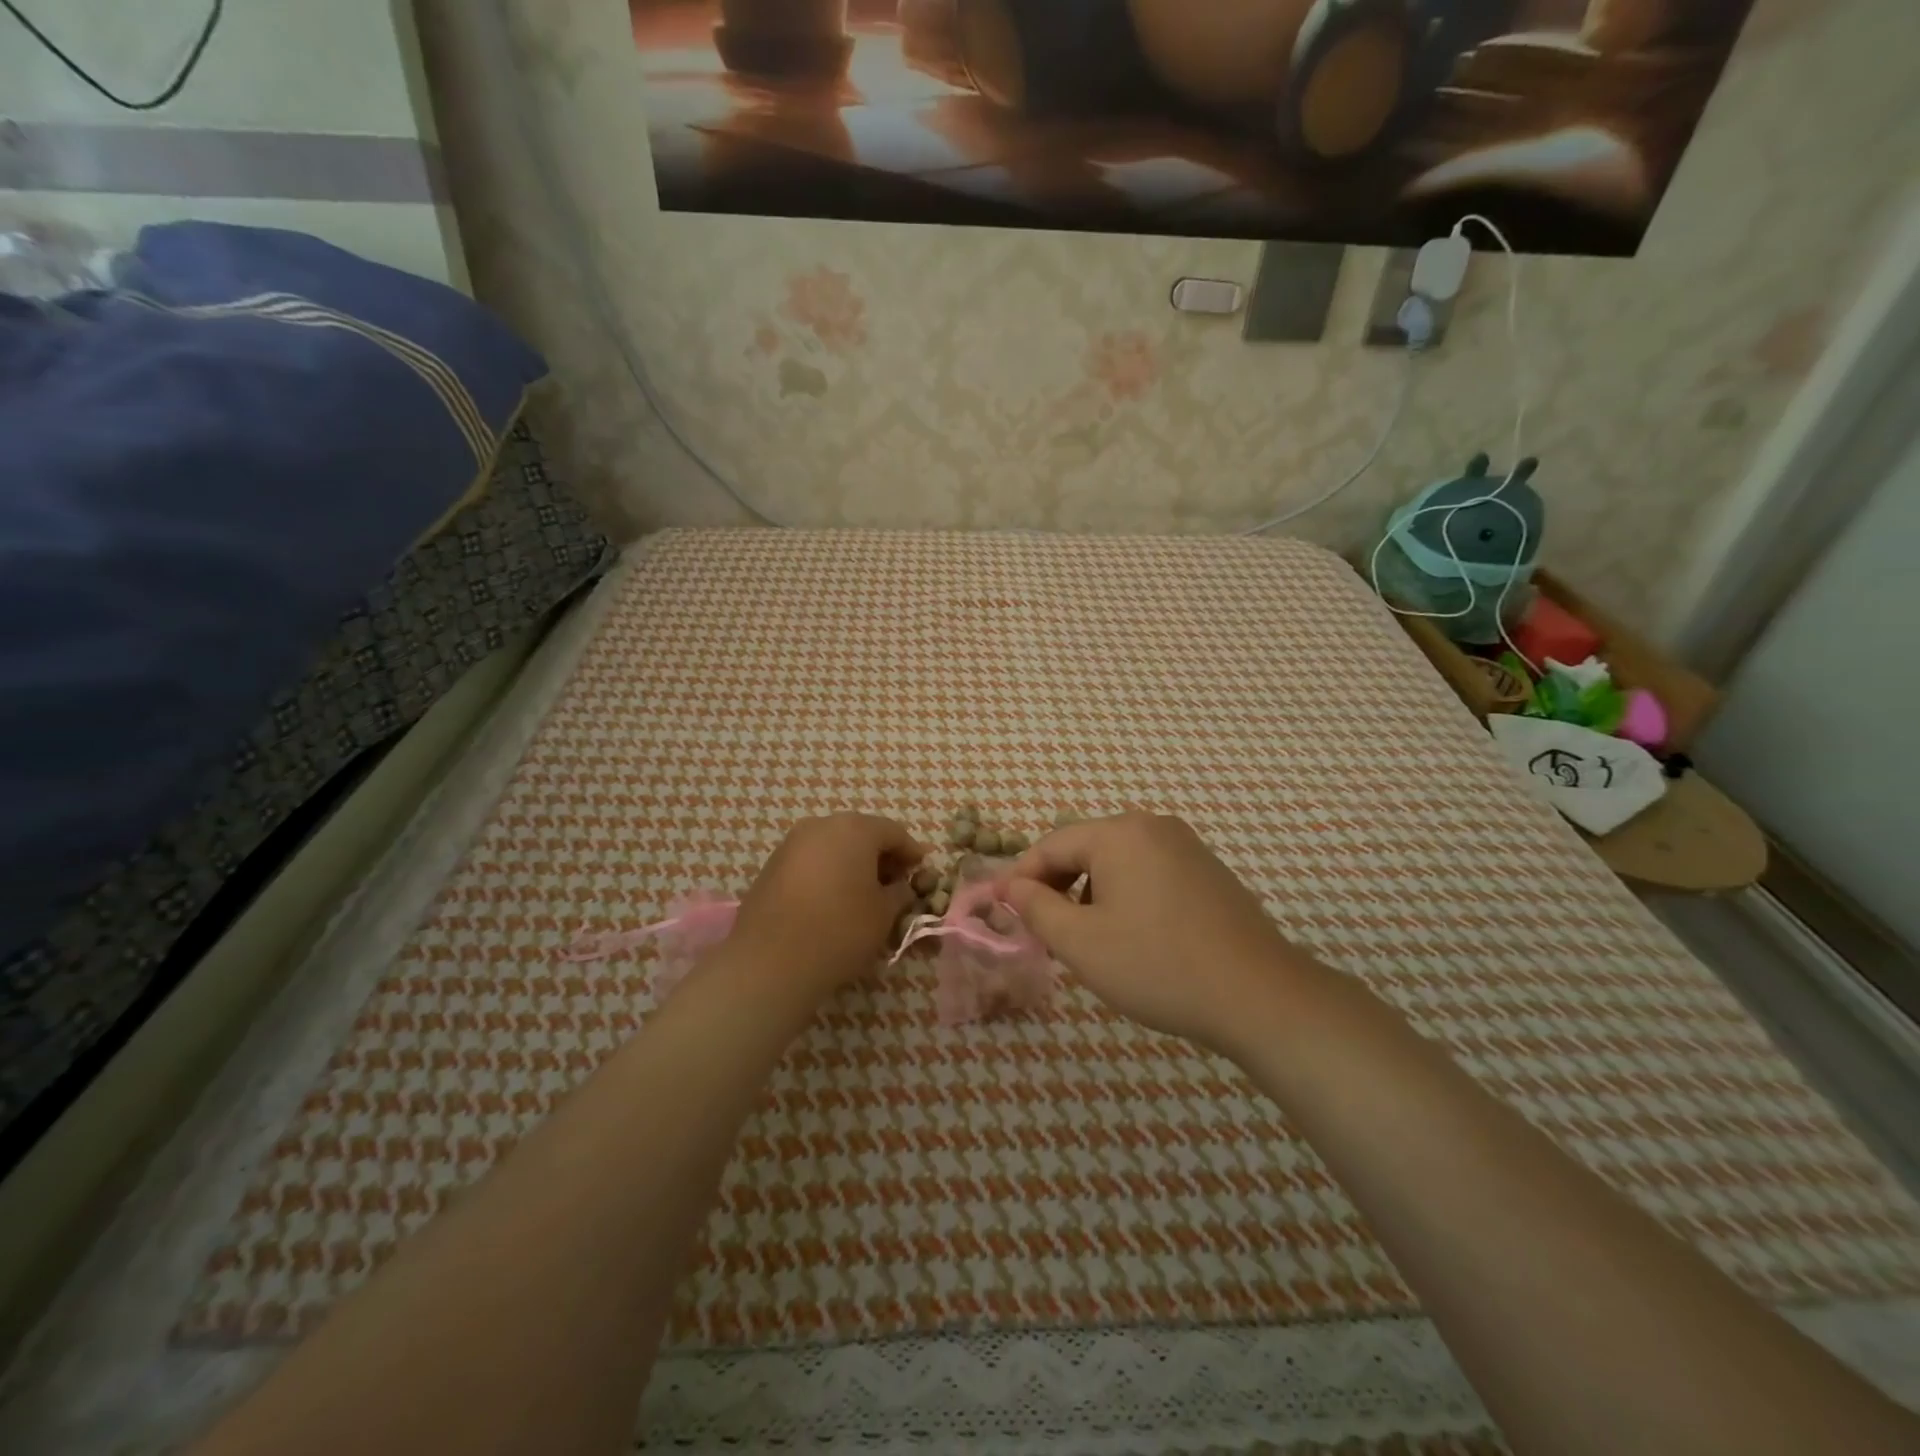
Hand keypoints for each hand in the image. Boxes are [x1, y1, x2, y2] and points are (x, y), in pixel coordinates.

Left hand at [732, 814, 925, 995]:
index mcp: (855, 829)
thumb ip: (900, 893)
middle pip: (861, 834)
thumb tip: (901, 887)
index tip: (922, 872)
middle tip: (896, 884)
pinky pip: (811, 862)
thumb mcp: (884, 914)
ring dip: (852, 864)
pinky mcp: (771, 866)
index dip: (912, 853)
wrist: (770, 962)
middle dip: (881, 856)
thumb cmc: (840, 930)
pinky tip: (833, 901)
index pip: (894, 833)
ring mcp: (791, 844)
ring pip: (833, 846)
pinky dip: (828, 873)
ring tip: (864, 895)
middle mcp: (821, 826)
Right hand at [1005, 813, 1304, 1051]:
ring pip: (1117, 862)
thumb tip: (1012, 886)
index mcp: (1119, 834)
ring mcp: (1186, 847)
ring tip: (1086, 939)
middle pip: (1085, 848)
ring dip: (1090, 893)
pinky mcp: (1208, 872)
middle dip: (1057, 886)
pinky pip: (1149, 873)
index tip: (1001, 910)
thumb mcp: (1081, 942)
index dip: (1021, 878)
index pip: (1051, 845)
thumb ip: (1036, 908)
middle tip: (1042, 930)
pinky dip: (1125, 896)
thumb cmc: (1157, 965)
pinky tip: (1132, 936)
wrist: (1259, 996)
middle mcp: (1153, 827)